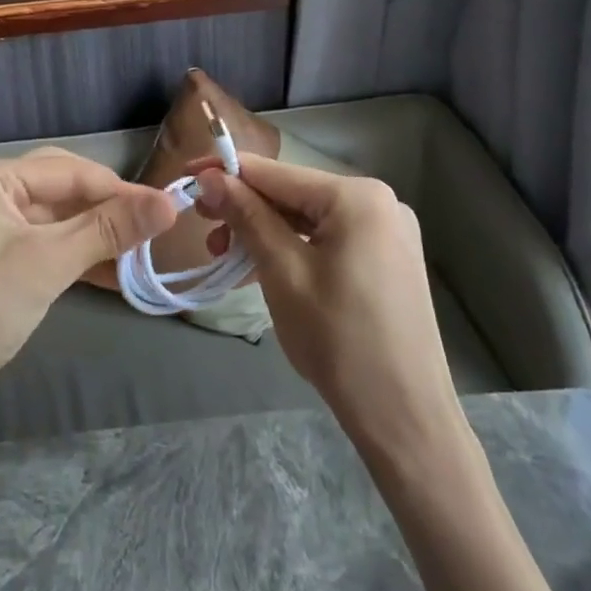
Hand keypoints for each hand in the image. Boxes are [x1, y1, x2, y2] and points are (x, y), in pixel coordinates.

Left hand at [0, 148, 176, 438]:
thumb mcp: (47, 262)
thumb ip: (108, 229)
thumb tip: (169, 203)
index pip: (71, 171)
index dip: (121, 190)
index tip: (169, 211)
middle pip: (64, 192)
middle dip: (109, 211)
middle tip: (156, 232)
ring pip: (59, 223)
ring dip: (98, 239)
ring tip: (142, 257)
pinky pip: (48, 250)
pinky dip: (79, 260)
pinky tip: (113, 276)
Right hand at [192, 154, 459, 450]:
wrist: (405, 418)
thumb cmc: (339, 339)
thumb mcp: (282, 272)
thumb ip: (247, 216)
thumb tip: (211, 176)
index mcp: (358, 197)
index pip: (276, 173)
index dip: (226, 172)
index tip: (186, 178)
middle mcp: (379, 202)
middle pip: (294, 194)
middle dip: (245, 208)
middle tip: (203, 227)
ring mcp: (388, 232)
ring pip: (309, 219)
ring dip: (264, 232)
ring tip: (225, 256)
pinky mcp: (388, 260)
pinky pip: (329, 240)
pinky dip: (293, 249)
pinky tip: (261, 266)